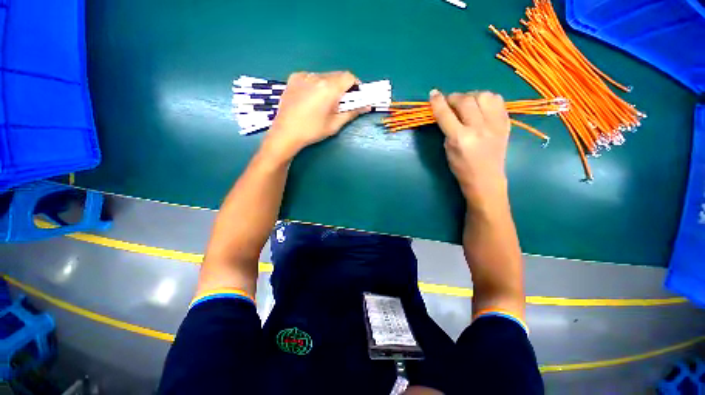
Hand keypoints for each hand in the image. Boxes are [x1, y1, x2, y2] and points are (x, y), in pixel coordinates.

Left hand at [262, 71, 369, 160]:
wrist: (286, 133)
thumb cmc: (312, 131)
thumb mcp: (335, 124)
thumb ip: (352, 112)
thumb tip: (367, 106)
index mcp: (329, 88)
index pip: (349, 77)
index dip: (355, 85)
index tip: (356, 96)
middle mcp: (316, 77)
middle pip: (337, 75)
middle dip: (343, 87)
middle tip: (340, 103)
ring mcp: (303, 76)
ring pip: (324, 76)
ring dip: (329, 86)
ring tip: (324, 103)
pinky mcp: (294, 78)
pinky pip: (312, 77)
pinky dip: (316, 85)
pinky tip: (311, 99)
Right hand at [429, 89, 510, 205]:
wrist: (486, 178)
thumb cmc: (461, 168)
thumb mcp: (448, 150)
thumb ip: (447, 130)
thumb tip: (446, 113)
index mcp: (460, 138)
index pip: (446, 114)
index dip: (437, 102)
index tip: (433, 94)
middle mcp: (478, 128)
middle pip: (465, 101)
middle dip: (454, 97)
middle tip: (449, 102)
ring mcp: (495, 124)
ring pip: (484, 96)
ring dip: (471, 96)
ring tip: (467, 103)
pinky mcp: (505, 123)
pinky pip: (498, 100)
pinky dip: (487, 99)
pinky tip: (481, 106)